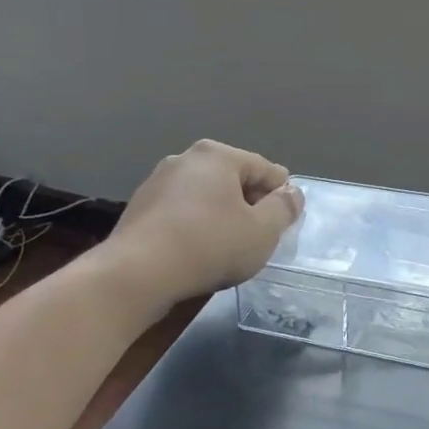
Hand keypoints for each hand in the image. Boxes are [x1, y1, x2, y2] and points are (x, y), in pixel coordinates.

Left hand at [109, 141, 303, 305]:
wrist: (137, 273)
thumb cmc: (209, 245)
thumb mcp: (262, 232)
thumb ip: (284, 209)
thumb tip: (292, 193)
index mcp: (219, 155)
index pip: (266, 170)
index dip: (282, 196)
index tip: (285, 224)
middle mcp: (186, 158)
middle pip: (234, 179)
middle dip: (250, 205)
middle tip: (259, 238)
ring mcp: (158, 181)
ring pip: (206, 195)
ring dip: (222, 215)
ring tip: (228, 247)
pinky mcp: (140, 206)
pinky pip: (182, 211)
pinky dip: (196, 225)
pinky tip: (198, 251)